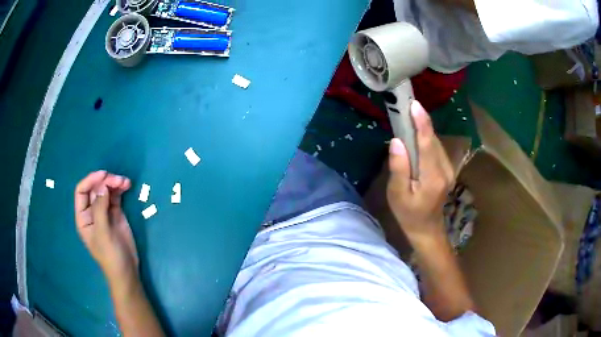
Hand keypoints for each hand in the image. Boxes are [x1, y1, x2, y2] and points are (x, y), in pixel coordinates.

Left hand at [74, 171, 137, 284]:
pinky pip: (116, 196)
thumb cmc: (110, 255)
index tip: (104, 175)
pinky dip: (120, 189)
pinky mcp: (116, 213)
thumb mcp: (103, 233)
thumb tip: (102, 186)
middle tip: (118, 180)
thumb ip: (100, 209)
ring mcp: (104, 211)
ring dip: (114, 183)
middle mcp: (92, 211)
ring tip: (125, 182)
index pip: (82, 191)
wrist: (127, 270)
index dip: (91, 180)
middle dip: (105, 181)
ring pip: (106, 190)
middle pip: (95, 188)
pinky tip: (127, 185)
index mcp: (83, 216)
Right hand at [386, 101, 453, 242]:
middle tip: (404, 107)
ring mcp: (449, 169)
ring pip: (436, 142)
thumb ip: (399, 168)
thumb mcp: (397, 194)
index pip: (428, 144)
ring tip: (408, 116)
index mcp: (433, 177)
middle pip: (433, 140)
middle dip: (421, 122)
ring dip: (423, 129)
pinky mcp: (448, 169)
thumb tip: (397, 141)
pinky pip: (436, 148)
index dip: (422, 123)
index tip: (415, 105)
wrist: (426, 228)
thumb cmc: (408, 214)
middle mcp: (445, 170)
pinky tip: (416, 135)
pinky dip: (426, 138)